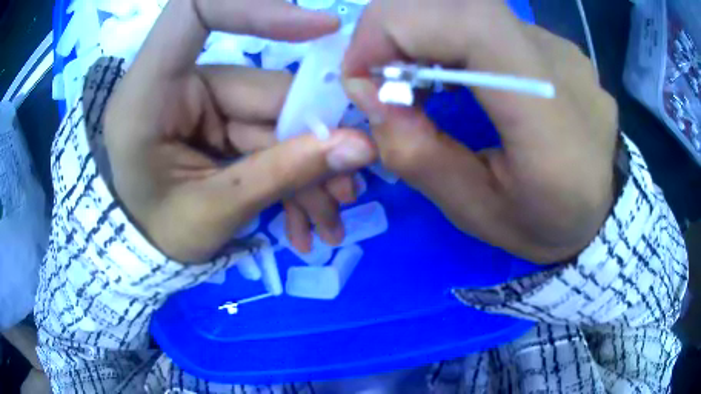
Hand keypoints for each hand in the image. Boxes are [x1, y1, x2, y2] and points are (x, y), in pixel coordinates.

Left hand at [104, 0, 375, 262]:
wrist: (145, 246)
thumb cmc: (158, 233)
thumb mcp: (212, 214)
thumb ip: (280, 176)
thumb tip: (360, 146)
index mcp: (149, 93)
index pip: (198, 12)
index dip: (257, 10)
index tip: (323, 29)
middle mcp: (178, 84)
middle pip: (264, 87)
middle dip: (311, 142)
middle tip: (346, 191)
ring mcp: (203, 100)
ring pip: (276, 117)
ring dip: (308, 169)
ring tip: (327, 221)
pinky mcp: (221, 118)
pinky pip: (269, 135)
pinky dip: (291, 174)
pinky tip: (305, 218)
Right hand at [342, 0, 617, 263]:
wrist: (604, 210)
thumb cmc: (547, 224)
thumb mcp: (477, 214)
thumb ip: (422, 158)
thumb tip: (378, 101)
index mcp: (550, 120)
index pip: (471, 24)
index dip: (396, 30)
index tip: (363, 76)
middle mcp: (559, 64)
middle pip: (459, 2)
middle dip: (394, 29)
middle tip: (379, 79)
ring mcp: (560, 46)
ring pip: (467, 6)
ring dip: (419, 33)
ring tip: (414, 80)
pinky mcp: (554, 44)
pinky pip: (487, 21)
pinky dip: (447, 36)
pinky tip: (451, 72)